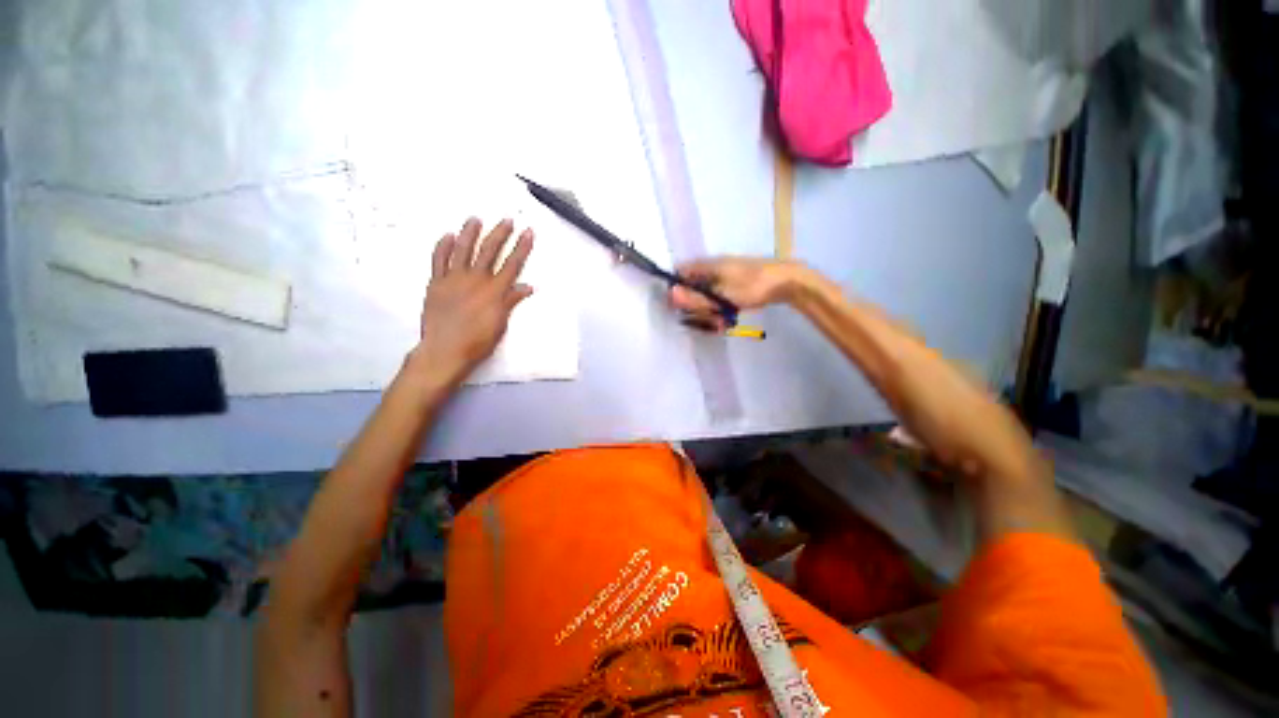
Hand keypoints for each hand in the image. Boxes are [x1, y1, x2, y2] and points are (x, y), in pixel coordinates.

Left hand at [407, 217, 533, 386]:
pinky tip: (447, 235)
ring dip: (471, 233)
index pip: (512, 264)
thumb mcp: (501, 323)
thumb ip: (511, 301)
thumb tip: (526, 287)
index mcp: (494, 291)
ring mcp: (454, 279)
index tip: (527, 232)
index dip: (522, 247)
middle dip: (500, 234)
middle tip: (507, 220)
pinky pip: (439, 260)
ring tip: (476, 219)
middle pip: (490, 251)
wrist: (445, 350)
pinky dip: (443, 246)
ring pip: (463, 250)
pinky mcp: (436, 283)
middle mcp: (476, 280)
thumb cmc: (477, 341)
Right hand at [668, 257, 805, 329]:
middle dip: (696, 308)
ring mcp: (722, 278)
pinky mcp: (731, 286)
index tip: (680, 309)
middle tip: (708, 319)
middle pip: (690, 290)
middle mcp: (710, 270)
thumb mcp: (721, 296)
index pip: (678, 274)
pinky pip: (717, 300)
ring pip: (704, 298)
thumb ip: (696, 298)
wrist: (786, 281)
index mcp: (705, 266)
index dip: (675, 291)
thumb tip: (670, 294)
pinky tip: (727, 320)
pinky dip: (720, 311)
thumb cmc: (752, 287)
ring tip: (722, 323)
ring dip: (709, 313)